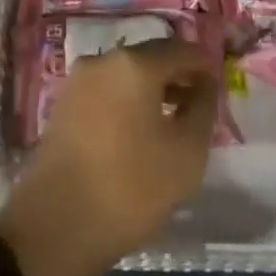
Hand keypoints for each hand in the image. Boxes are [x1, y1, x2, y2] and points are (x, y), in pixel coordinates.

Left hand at [0, 38, 216, 275]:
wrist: (56, 225)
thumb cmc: (131, 187)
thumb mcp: (186, 154)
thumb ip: (202, 110)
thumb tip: (203, 85)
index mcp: (135, 63)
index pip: (180, 50)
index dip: (203, 65)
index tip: (218, 86)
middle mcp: (103, 59)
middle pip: (151, 57)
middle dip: (177, 75)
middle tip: (198, 103)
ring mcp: (78, 80)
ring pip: (126, 74)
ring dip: (152, 89)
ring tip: (172, 120)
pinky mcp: (64, 104)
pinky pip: (106, 91)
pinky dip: (127, 101)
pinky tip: (139, 132)